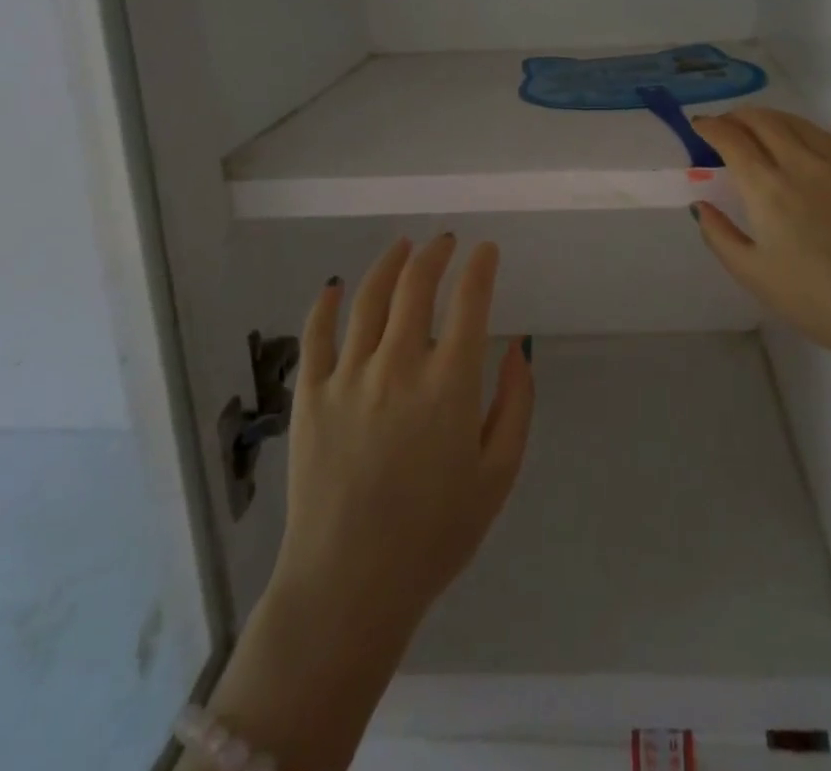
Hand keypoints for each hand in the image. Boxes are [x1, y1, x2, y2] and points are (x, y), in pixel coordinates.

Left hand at [198, 234, 533, 770]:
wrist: (349, 587)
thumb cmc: (435, 534)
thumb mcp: (498, 475)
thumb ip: (515, 404)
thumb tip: (520, 348)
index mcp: (449, 383)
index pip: (470, 300)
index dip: (481, 266)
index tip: (487, 250)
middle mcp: (399, 365)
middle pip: (417, 285)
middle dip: (436, 253)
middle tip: (446, 241)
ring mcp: (349, 377)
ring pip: (369, 297)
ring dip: (390, 263)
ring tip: (403, 246)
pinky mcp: (310, 396)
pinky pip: (316, 334)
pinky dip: (326, 303)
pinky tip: (335, 286)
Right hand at [690, 109, 830, 411]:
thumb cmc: (813, 299)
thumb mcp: (752, 274)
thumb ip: (719, 234)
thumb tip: (701, 204)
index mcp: (768, 189)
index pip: (732, 139)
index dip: (711, 127)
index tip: (699, 126)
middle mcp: (802, 165)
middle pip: (764, 121)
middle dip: (737, 116)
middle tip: (724, 125)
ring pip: (797, 123)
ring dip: (769, 118)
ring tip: (756, 128)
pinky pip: (826, 138)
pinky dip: (801, 130)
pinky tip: (798, 143)